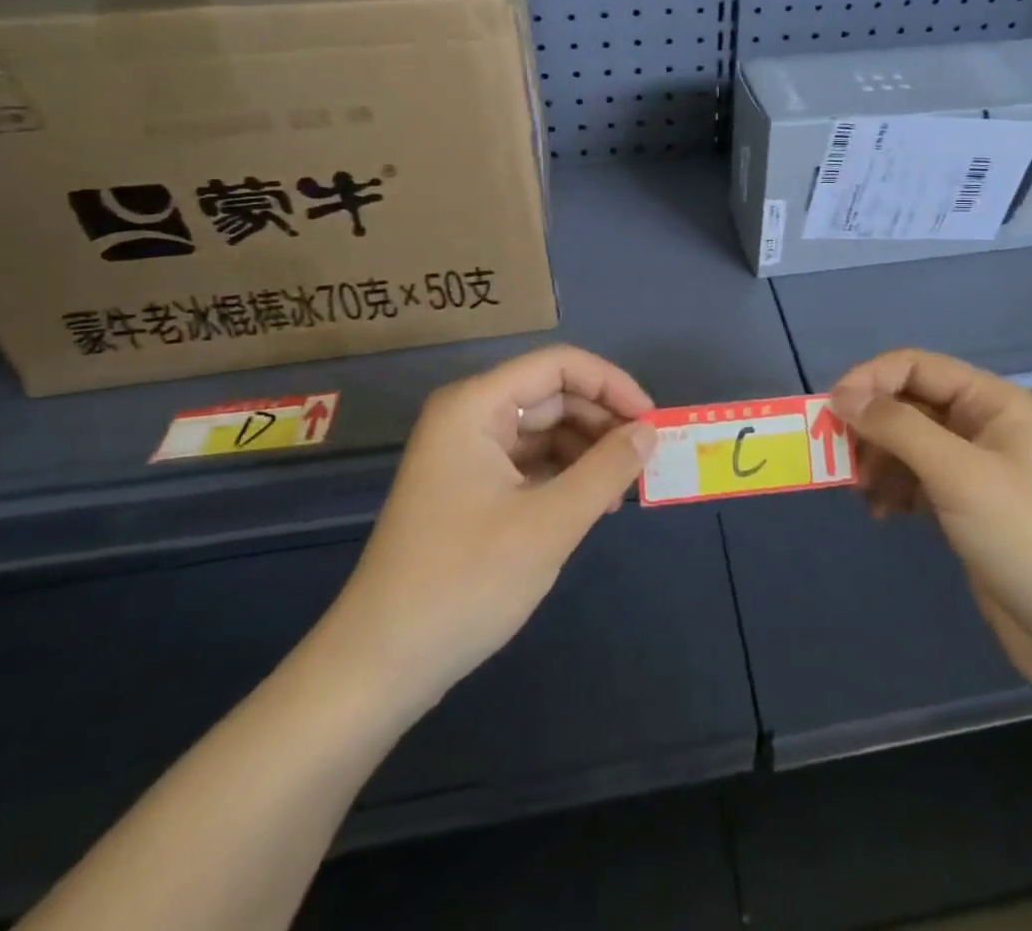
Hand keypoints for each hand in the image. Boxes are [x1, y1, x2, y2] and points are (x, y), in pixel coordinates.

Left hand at [318, 346, 656, 704]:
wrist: (380, 666)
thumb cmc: (466, 582)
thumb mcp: (550, 522)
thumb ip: (607, 468)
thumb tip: (650, 431)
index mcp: (476, 406)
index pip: (559, 365)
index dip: (612, 385)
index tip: (651, 422)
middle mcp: (469, 417)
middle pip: (552, 396)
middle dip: (602, 423)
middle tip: (644, 462)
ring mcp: (466, 454)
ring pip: (544, 430)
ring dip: (587, 452)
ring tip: (620, 492)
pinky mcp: (469, 488)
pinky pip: (529, 462)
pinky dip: (564, 476)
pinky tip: (590, 505)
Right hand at [831, 349, 1031, 695]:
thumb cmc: (1029, 540)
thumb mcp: (960, 475)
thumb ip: (899, 428)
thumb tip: (842, 396)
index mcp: (991, 401)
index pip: (916, 366)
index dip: (869, 380)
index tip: (830, 412)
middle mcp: (982, 424)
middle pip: (908, 403)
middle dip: (871, 426)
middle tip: (840, 459)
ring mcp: (975, 468)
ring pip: (907, 443)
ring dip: (878, 460)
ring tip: (865, 494)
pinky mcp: (966, 507)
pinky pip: (916, 479)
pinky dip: (893, 489)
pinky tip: (883, 514)